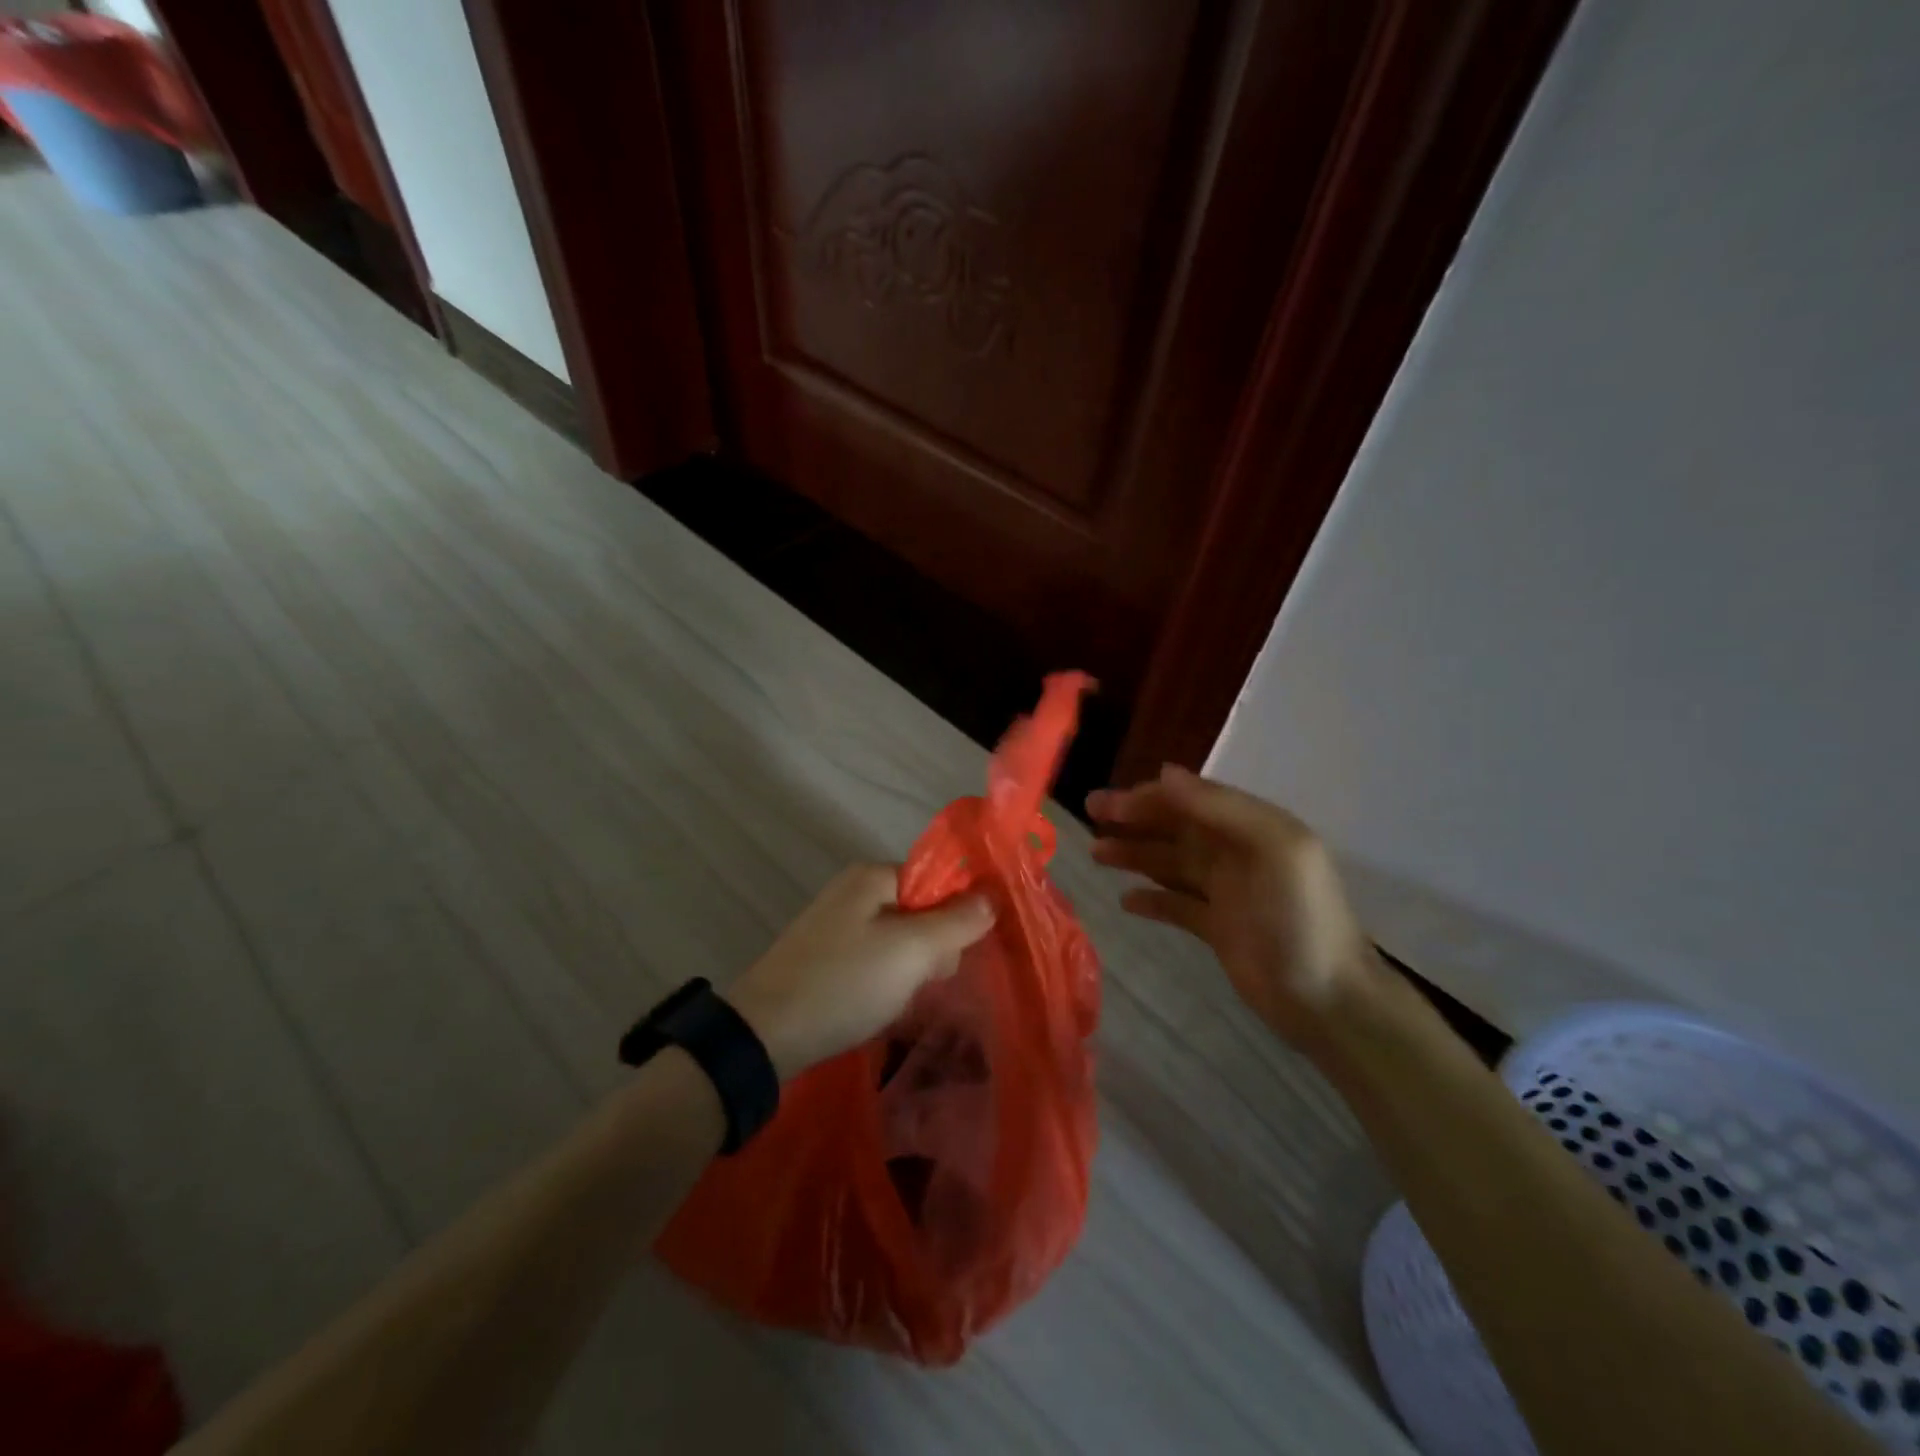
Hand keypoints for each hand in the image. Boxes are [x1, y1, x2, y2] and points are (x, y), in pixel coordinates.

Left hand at [727, 865, 995, 1080]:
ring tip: (901, 999)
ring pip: (899, 938)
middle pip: (920, 908)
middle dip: (933, 946)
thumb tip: (992, 897)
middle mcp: (854, 890)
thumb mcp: (911, 951)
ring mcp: (836, 924)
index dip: (956, 914)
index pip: (937, 880)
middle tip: (924, 981)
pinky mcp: (825, 956)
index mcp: (872, 876)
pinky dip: (885, 979)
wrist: (764, 1034)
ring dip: (911, 968)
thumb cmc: (845, 983)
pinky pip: (874, 958)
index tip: (956, 955)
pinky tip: (880, 1004)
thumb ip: (956, 921)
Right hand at [1087, 765, 1383, 1051]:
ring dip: (1135, 854)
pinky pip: (1176, 905)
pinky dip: (1151, 899)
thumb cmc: (1298, 917)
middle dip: (1134, 819)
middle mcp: (1237, 852)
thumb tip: (1165, 773)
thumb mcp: (1272, 848)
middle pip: (1177, 827)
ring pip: (1171, 863)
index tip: (1109, 803)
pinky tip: (1126, 900)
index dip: (1150, 797)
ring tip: (1096, 853)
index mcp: (1254, 827)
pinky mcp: (1217, 928)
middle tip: (1091, 814)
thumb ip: (1219, 807)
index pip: (1192, 800)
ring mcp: (1227, 892)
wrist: (1326, 1000)